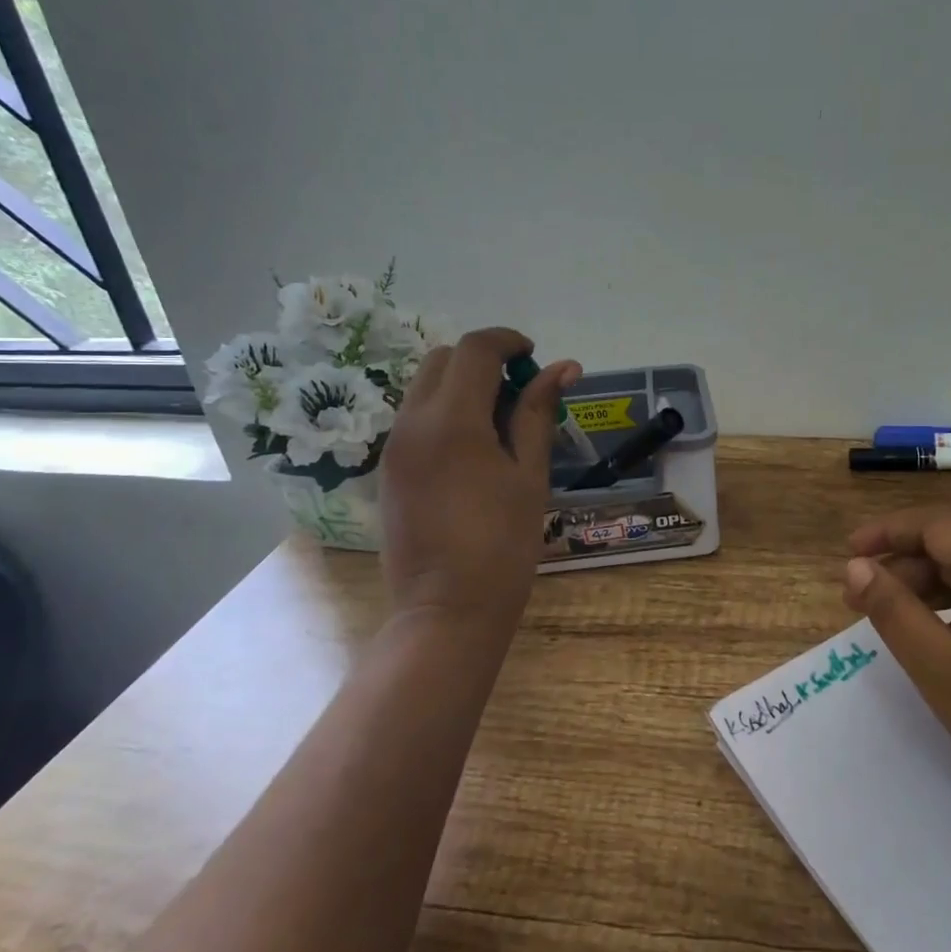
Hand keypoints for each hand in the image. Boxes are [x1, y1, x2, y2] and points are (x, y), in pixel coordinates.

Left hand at [378, 328, 580, 632]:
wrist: (446, 610)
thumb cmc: (502, 544)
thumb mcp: (529, 475)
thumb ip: (538, 413)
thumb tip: (563, 368)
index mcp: (452, 421)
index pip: (475, 350)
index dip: (508, 342)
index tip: (534, 358)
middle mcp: (412, 422)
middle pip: (443, 360)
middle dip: (482, 361)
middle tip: (519, 392)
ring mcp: (393, 446)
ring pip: (423, 387)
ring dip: (461, 385)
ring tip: (498, 424)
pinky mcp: (387, 468)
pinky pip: (413, 417)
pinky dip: (443, 411)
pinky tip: (472, 450)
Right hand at [842, 509, 950, 877]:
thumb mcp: (947, 675)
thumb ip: (895, 613)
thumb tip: (857, 566)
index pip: (937, 526)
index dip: (887, 534)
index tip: (847, 555)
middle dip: (905, 567)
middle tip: (859, 600)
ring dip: (933, 589)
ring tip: (894, 619)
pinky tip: (946, 645)